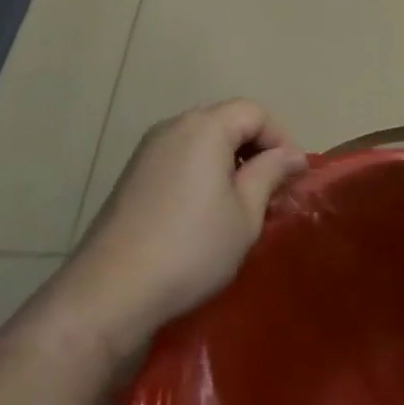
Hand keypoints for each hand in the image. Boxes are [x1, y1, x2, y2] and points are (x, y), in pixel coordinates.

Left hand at [55, 100, 307, 360]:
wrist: (110, 292)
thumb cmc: (191, 249)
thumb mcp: (245, 214)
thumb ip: (271, 173)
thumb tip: (292, 155)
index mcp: (205, 127)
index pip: (254, 112)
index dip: (281, 138)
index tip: (293, 178)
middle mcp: (174, 126)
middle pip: (227, 120)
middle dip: (256, 149)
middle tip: (272, 190)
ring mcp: (149, 150)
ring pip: (203, 140)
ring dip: (230, 162)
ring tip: (242, 204)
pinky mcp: (133, 175)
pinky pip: (181, 158)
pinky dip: (203, 173)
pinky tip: (207, 213)